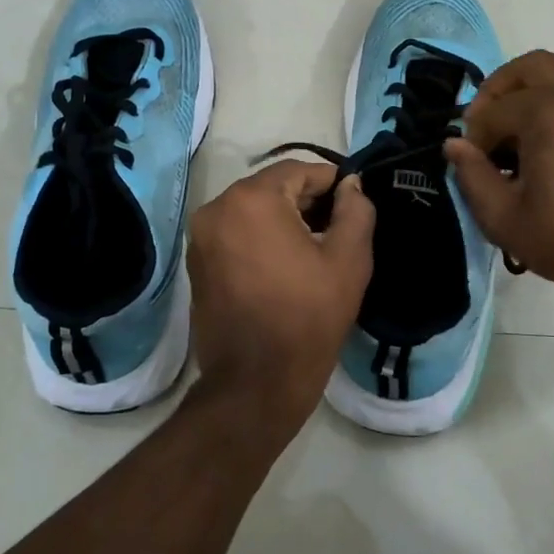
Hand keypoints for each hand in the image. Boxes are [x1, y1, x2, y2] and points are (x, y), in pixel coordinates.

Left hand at [188, 162, 374, 433]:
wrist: (255, 383)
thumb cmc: (307, 318)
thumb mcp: (348, 261)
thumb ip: (356, 211)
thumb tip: (351, 185)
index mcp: (251, 199)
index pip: (299, 170)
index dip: (332, 183)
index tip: (354, 204)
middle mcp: (216, 209)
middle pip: (272, 188)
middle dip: (307, 202)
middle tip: (338, 231)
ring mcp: (201, 238)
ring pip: (252, 211)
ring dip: (283, 221)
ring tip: (314, 252)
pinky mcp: (197, 264)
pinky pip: (235, 235)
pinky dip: (260, 239)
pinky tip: (285, 267)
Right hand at [444, 51, 553, 300]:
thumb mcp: (504, 217)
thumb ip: (471, 174)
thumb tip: (454, 145)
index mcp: (548, 110)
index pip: (492, 112)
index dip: (474, 140)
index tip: (472, 167)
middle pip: (526, 69)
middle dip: (497, 93)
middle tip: (484, 128)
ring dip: (525, 97)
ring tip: (513, 140)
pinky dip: (553, 105)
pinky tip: (543, 146)